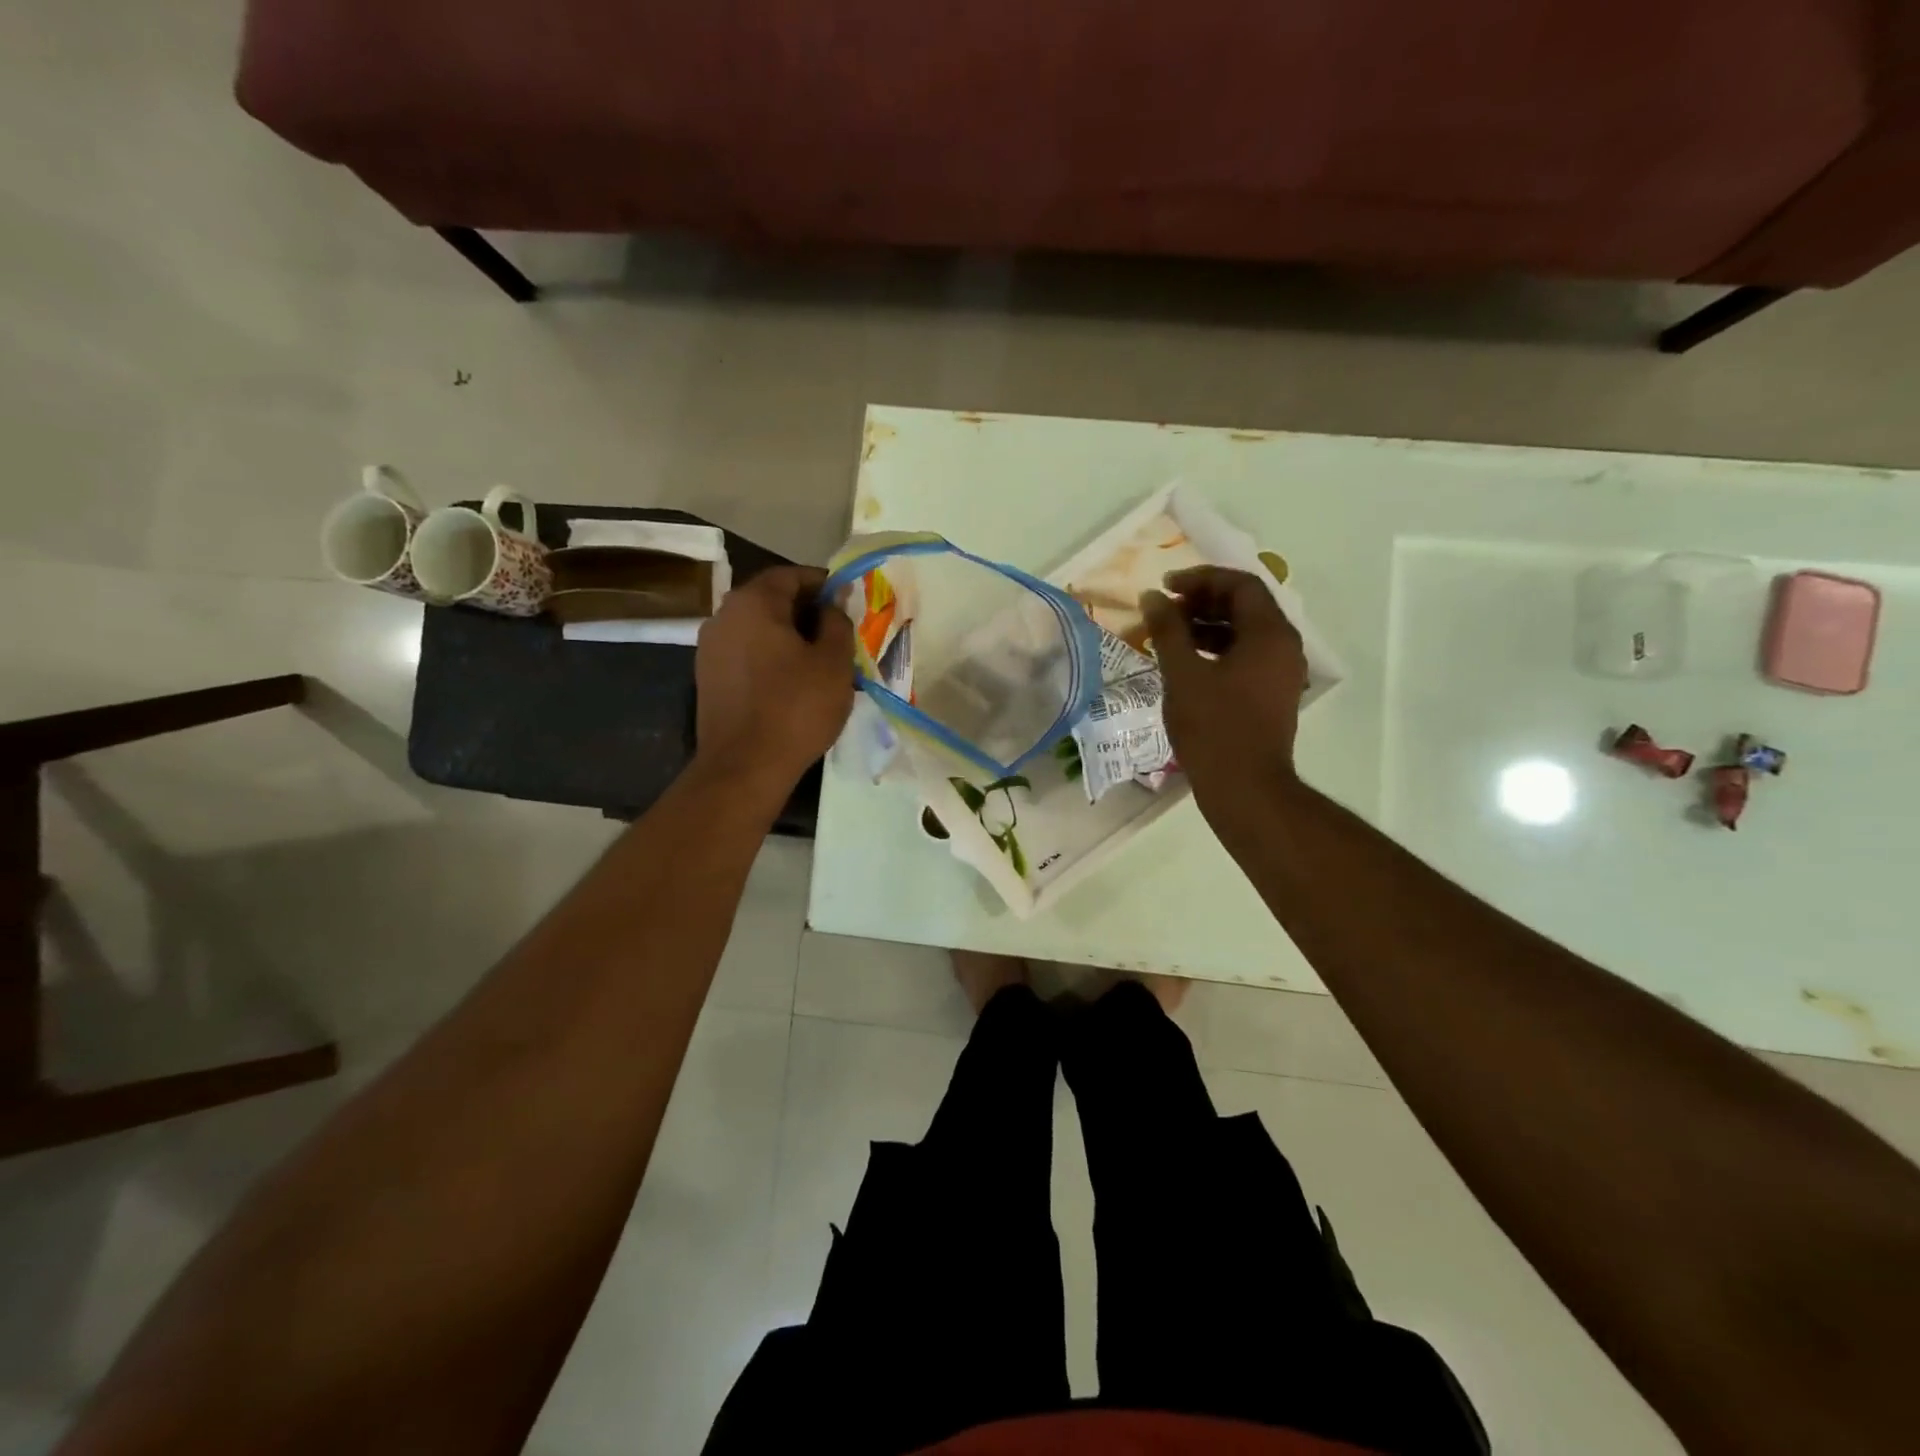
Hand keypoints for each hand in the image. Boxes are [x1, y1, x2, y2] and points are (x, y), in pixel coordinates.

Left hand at [695, 565, 854, 792]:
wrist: (744, 766)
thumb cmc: (796, 708)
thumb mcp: (833, 662)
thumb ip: (837, 623)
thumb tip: (833, 605)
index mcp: (753, 602)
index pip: (792, 575)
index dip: (823, 584)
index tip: (848, 601)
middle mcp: (724, 615)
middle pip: (771, 599)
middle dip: (806, 611)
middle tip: (838, 631)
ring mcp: (710, 647)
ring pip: (757, 628)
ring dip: (788, 635)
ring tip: (819, 658)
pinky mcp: (708, 677)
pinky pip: (746, 653)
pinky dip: (770, 656)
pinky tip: (792, 680)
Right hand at [1141, 566, 1307, 808]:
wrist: (1245, 788)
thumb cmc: (1213, 728)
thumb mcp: (1182, 674)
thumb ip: (1167, 630)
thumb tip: (1153, 597)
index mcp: (1269, 634)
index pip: (1240, 584)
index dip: (1200, 578)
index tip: (1166, 586)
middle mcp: (1284, 647)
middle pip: (1246, 606)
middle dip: (1203, 601)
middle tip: (1165, 609)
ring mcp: (1281, 672)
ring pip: (1245, 632)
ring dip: (1207, 626)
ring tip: (1169, 635)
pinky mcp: (1272, 694)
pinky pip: (1246, 657)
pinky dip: (1217, 650)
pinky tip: (1186, 664)